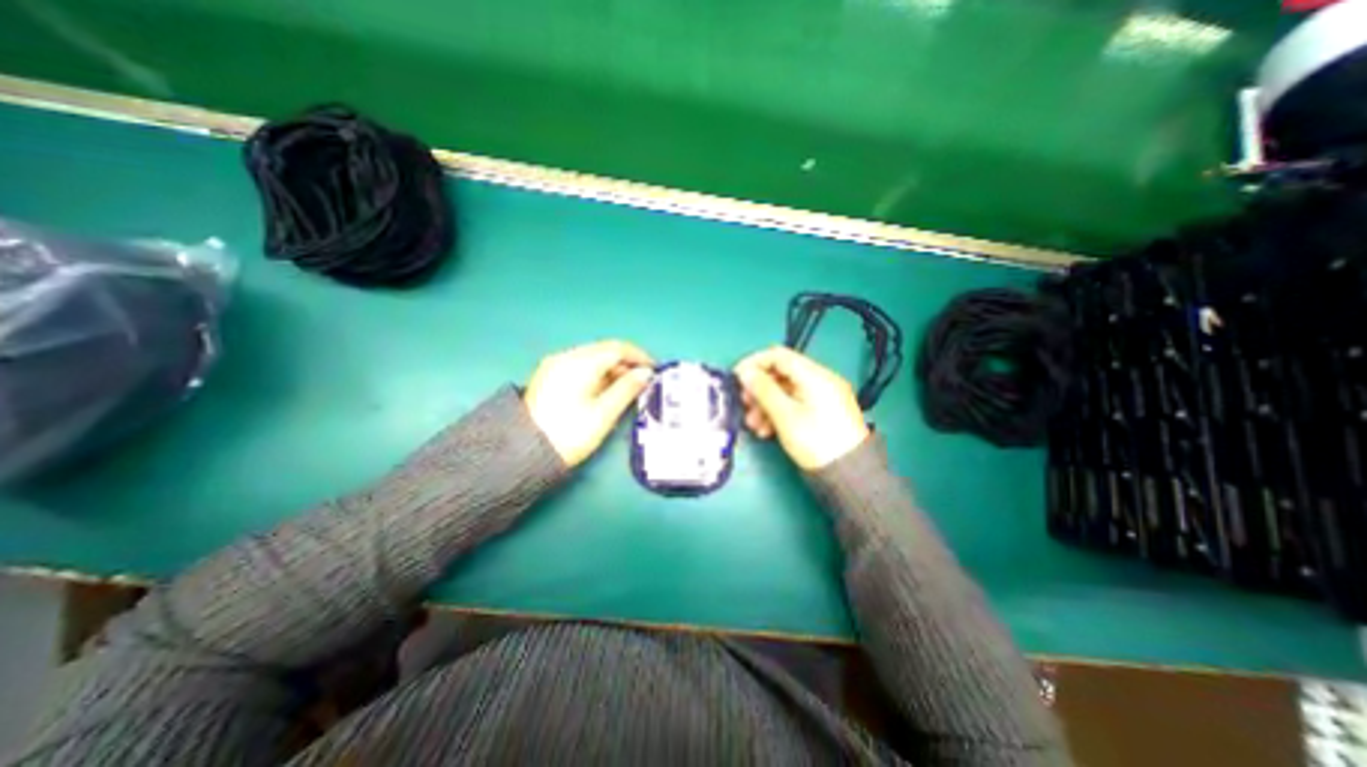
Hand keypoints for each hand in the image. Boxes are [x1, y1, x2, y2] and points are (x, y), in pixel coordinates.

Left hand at [522, 337, 654, 465]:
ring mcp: (555, 365)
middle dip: (626, 361)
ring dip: (612, 367)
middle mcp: (566, 357)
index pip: (616, 349)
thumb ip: (627, 389)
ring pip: (592, 357)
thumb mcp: (603, 413)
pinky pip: (580, 366)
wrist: (524, 453)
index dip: (639, 356)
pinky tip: (605, 389)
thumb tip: (646, 373)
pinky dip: (598, 372)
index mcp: (580, 363)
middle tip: (643, 379)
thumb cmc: (570, 433)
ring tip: (627, 386)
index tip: (654, 369)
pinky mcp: (549, 376)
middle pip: (603, 350)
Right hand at [731, 345, 868, 469]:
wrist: (850, 474)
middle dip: (759, 389)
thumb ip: (763, 390)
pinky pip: (794, 403)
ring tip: (753, 424)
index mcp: (815, 375)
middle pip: (781, 374)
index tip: (737, 377)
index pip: (779, 355)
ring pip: (785, 391)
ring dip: (765, 404)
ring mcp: (822, 397)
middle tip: (744, 404)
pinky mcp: (821, 412)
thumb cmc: (816, 441)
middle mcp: (820, 380)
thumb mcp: (785, 415)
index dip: (754, 363)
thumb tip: (745, 373)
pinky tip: (766, 430)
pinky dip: (778, 412)